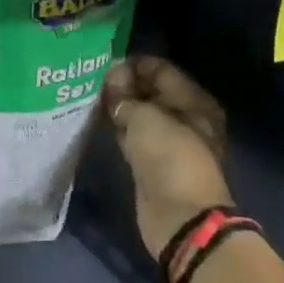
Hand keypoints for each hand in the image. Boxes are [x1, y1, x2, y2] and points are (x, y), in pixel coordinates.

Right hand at [103, 56, 233, 259]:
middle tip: (91, 80)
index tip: (104, 65)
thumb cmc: (170, 158)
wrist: (180, 217)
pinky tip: (96, 118)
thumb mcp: (145, 118)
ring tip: (89, 95)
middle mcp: (184, 117)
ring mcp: (167, 141)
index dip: (132, 64)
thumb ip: (125, 95)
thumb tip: (111, 79)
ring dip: (117, 105)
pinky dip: (117, 126)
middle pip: (150, 91)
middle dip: (122, 84)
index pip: (161, 69)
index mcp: (194, 101)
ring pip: (139, 113)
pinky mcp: (151, 161)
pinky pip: (131, 134)